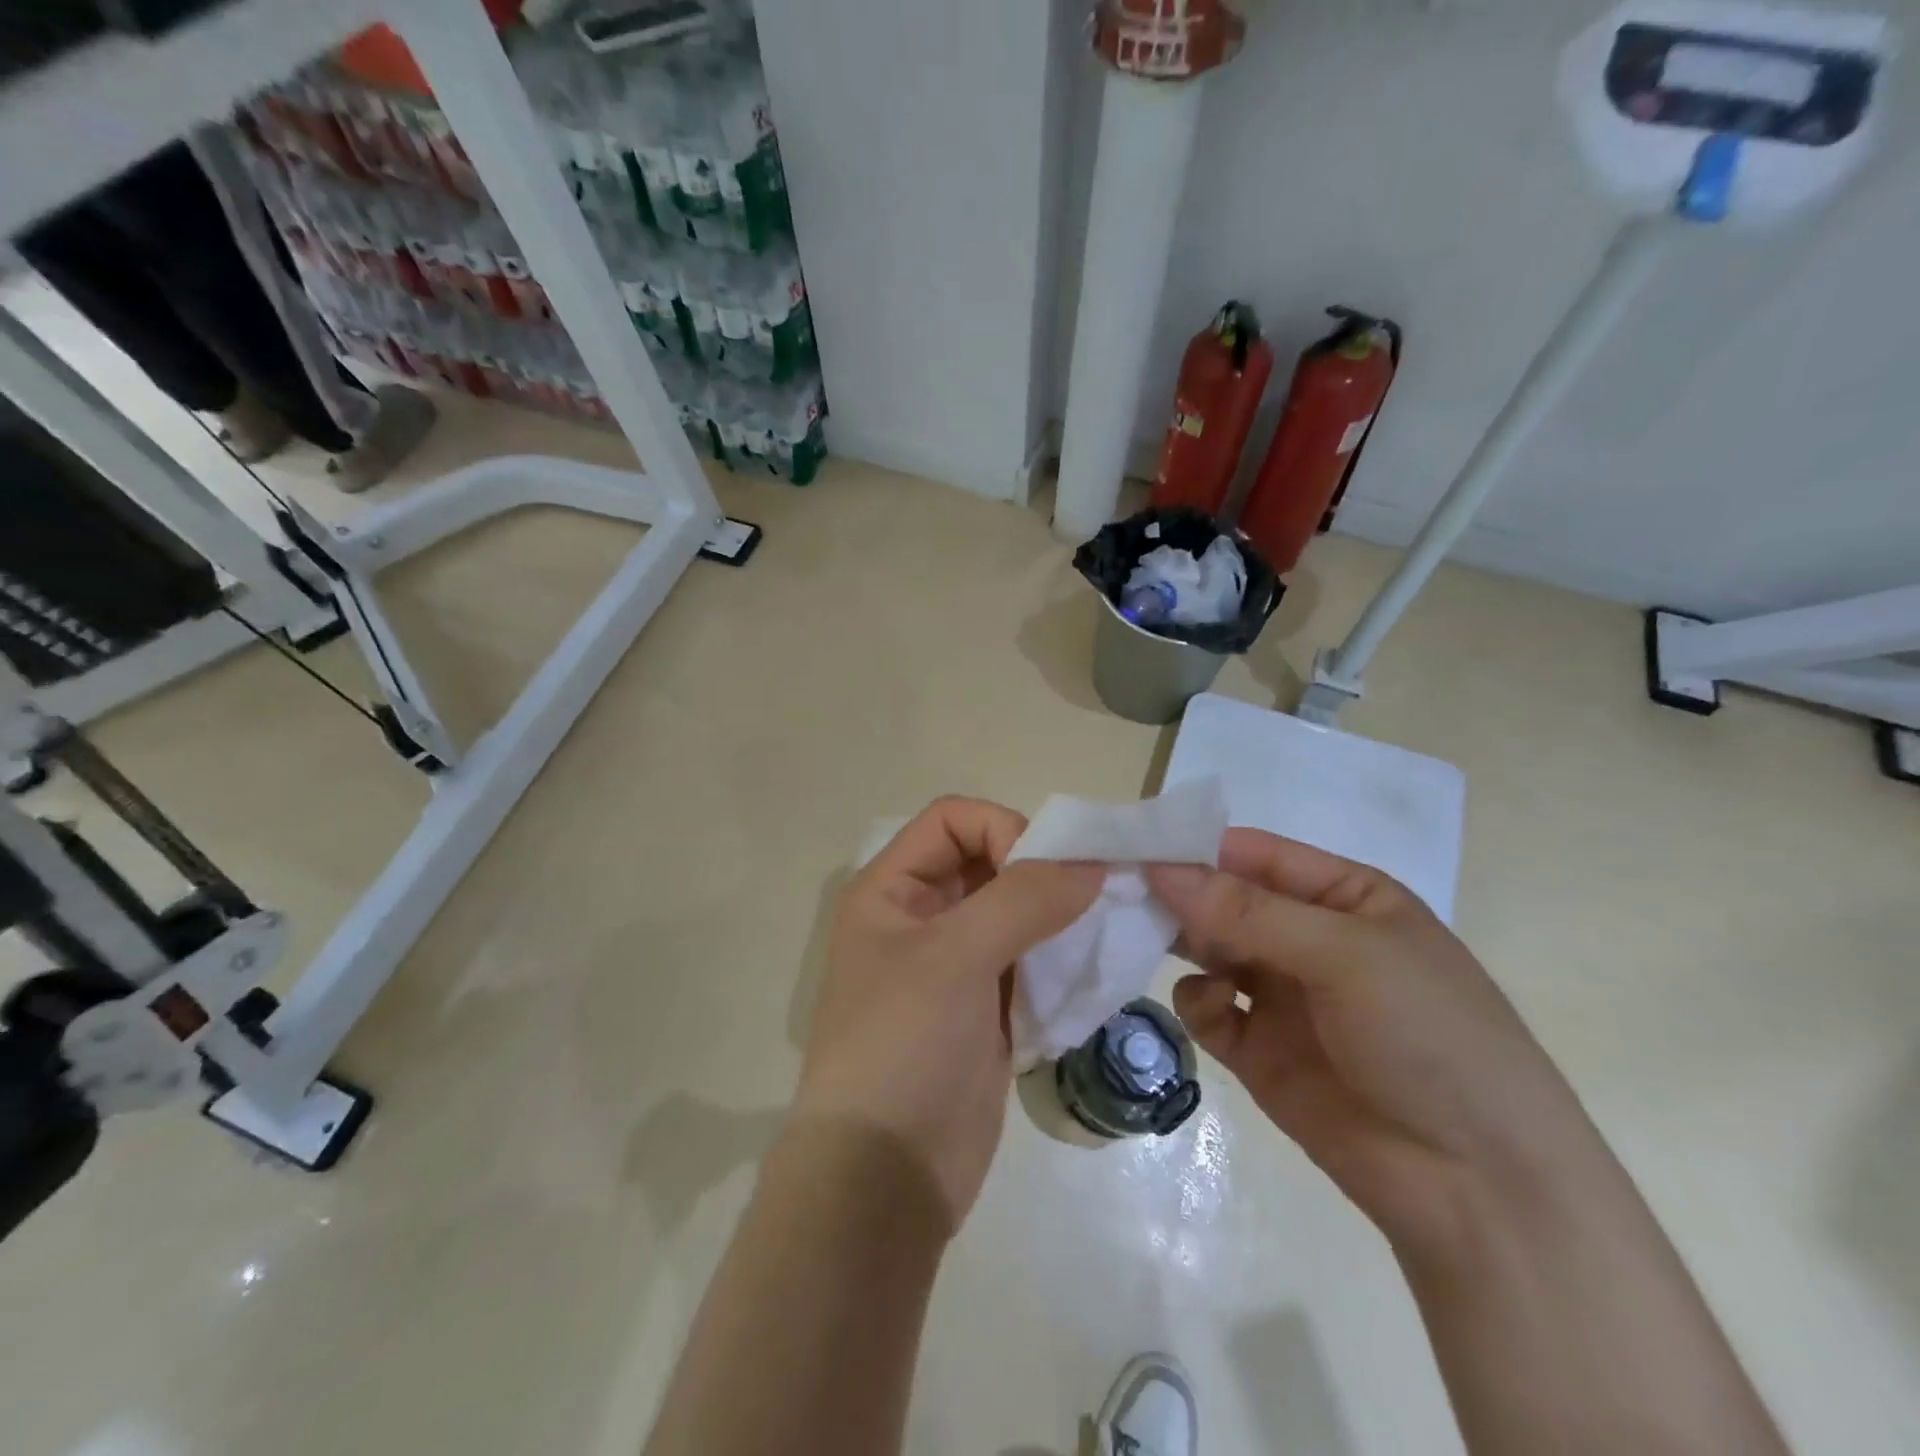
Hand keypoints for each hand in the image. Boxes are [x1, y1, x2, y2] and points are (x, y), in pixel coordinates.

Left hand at [794, 797, 1103, 1235]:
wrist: (885, 1177)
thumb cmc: (903, 1045)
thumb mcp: (956, 957)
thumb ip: (1024, 899)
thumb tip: (1091, 863)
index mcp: (891, 889)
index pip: (953, 820)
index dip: (1002, 830)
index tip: (1044, 874)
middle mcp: (920, 917)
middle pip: (989, 861)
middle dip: (1042, 871)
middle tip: (1094, 898)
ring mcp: (954, 965)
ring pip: (1015, 912)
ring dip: (1057, 916)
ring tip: (1099, 933)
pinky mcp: (984, 1008)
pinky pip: (1029, 960)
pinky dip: (1060, 958)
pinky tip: (1089, 971)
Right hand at [1147, 831, 1602, 1253]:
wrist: (1477, 1187)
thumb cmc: (1428, 1035)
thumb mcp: (1345, 955)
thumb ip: (1246, 911)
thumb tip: (1159, 867)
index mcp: (1344, 897)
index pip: (1255, 854)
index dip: (1196, 847)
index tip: (1134, 845)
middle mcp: (1307, 937)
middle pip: (1224, 900)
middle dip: (1178, 895)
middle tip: (1120, 892)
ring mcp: (1281, 995)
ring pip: (1207, 948)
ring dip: (1177, 941)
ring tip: (1146, 940)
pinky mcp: (1258, 1050)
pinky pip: (1207, 1008)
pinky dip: (1201, 1003)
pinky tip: (1219, 1013)